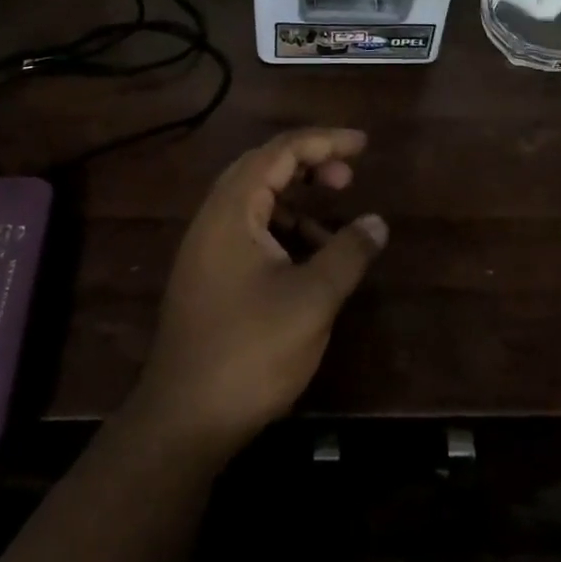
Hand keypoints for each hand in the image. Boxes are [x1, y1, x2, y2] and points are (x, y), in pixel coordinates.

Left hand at [128, 128, 386, 460]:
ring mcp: (206, 248)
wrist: (183, 421)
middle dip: (309, 164)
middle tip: (347, 177)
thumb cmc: (250, 351)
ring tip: (333, 228)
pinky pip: (250, 232)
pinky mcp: (208, 276)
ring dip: (296, 203)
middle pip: (263, 167)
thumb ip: (348, 253)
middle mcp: (213, 217)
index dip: (325, 141)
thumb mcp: (311, 300)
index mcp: (232, 209)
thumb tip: (377, 222)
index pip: (280, 151)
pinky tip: (308, 263)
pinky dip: (283, 233)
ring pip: (256, 202)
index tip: (364, 145)